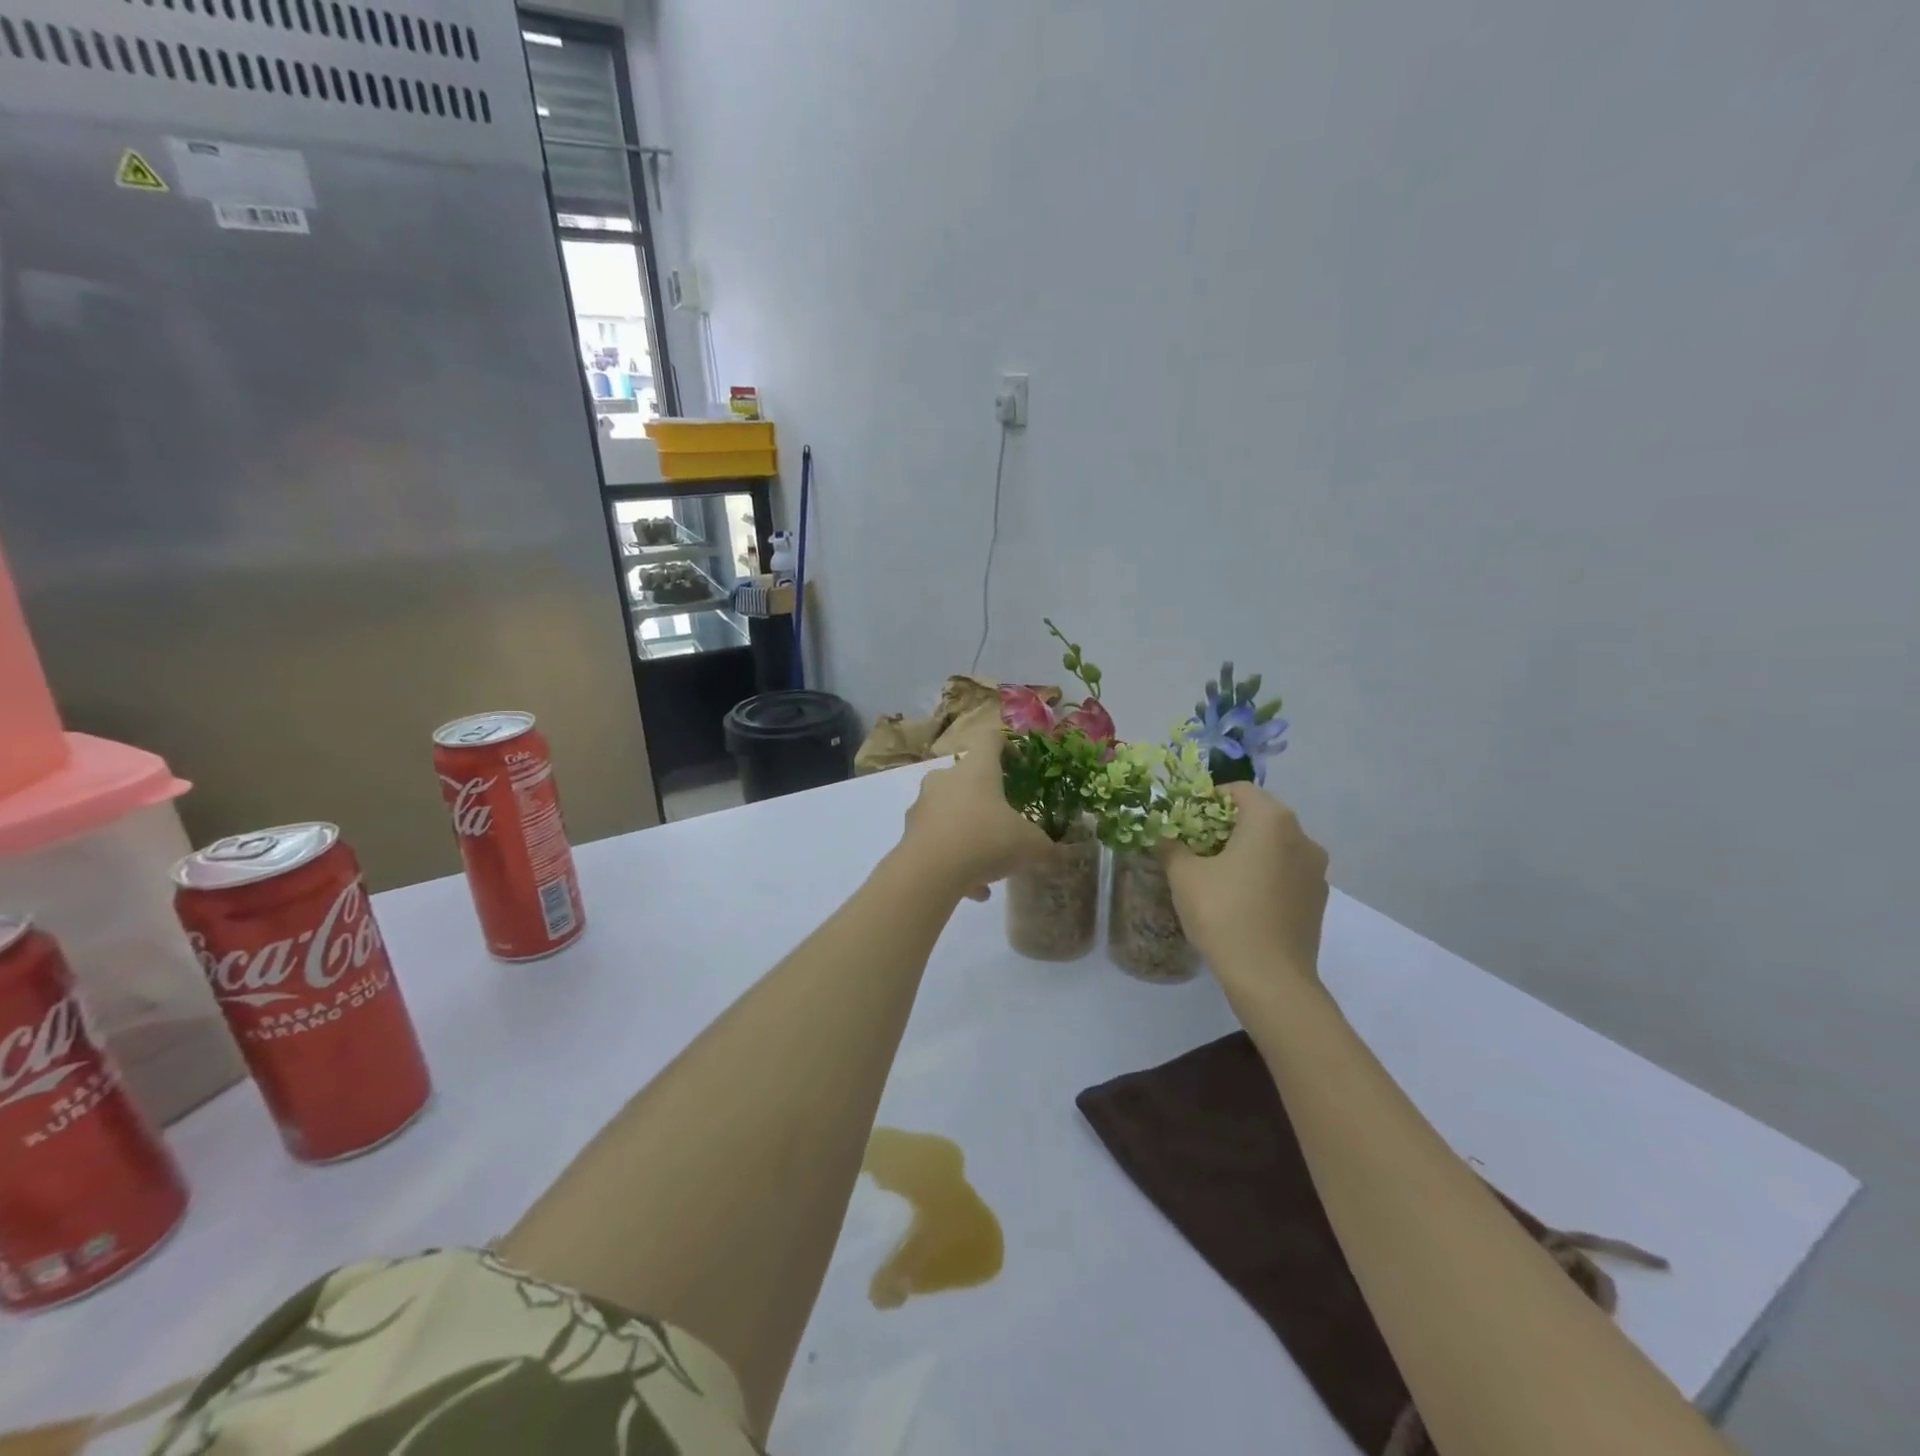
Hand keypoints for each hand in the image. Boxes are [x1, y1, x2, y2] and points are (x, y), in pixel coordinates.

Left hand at [898, 718, 1050, 899]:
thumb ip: (1046, 846)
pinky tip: (973, 890)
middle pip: (967, 777)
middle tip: (1004, 818)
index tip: (1019, 763)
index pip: (991, 739)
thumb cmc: (985, 840)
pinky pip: (938, 841)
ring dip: (971, 833)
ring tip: (991, 866)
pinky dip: (956, 860)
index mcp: (977, 769)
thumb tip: (1059, 853)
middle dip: (986, 797)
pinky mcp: (910, 833)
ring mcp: (924, 805)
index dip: (1007, 746)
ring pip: (952, 812)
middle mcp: (946, 779)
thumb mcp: (1029, 845)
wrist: (929, 871)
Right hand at [1159, 783, 1329, 994]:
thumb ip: (1170, 846)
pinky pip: (1286, 872)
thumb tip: (1162, 834)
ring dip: (1247, 850)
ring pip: (1275, 845)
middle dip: (1226, 826)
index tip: (1185, 820)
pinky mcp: (1318, 899)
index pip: (1237, 790)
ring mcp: (1315, 869)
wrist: (1270, 978)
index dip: (1207, 799)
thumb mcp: (1183, 876)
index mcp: (1271, 820)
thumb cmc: (1224, 914)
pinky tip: (1241, 899)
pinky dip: (1264, 874)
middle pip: (1259, 816)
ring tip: (1217, 874)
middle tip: (1195, 846)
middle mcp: (1302, 836)